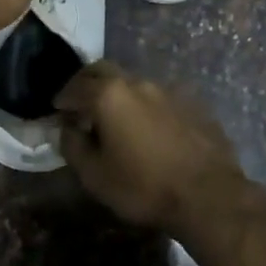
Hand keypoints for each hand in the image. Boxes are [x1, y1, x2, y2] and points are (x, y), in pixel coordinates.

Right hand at [54, 62, 246, 232]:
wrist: (208, 195)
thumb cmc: (144, 187)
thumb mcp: (95, 176)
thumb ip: (73, 146)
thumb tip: (66, 128)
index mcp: (110, 94)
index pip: (75, 86)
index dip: (62, 98)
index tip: (57, 110)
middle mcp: (138, 82)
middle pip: (104, 70)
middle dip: (87, 82)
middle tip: (80, 103)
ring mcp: (168, 90)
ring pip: (133, 81)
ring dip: (117, 93)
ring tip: (114, 117)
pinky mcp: (192, 103)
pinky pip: (158, 97)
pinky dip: (144, 106)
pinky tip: (147, 128)